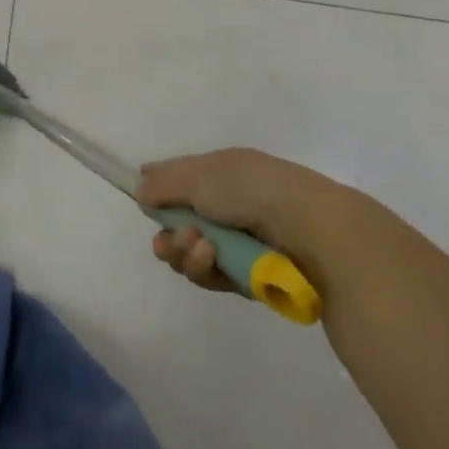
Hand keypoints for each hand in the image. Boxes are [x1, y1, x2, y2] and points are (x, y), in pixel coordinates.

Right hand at [138, 147, 351, 296]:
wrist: (308, 229)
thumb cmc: (251, 190)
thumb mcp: (201, 176)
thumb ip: (165, 184)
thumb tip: (140, 189)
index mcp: (220, 172)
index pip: (180, 178)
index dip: (158, 188)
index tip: (141, 199)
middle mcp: (227, 204)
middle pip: (180, 222)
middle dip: (169, 234)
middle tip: (170, 240)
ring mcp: (238, 240)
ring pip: (192, 253)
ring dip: (186, 252)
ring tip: (199, 247)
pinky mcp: (247, 274)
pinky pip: (212, 275)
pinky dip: (206, 268)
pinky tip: (212, 259)